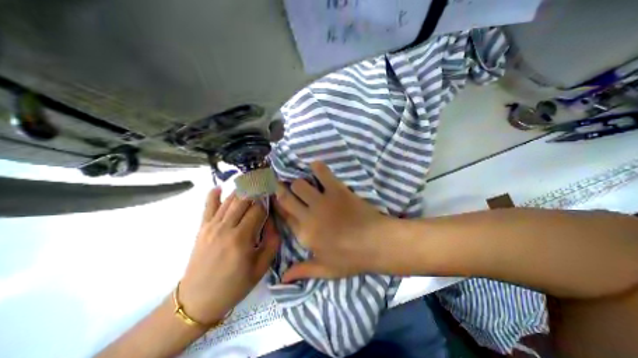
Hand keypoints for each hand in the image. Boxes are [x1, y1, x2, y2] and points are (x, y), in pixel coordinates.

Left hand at [178, 190, 279, 324]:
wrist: (197, 301)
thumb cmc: (234, 286)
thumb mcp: (261, 268)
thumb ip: (271, 243)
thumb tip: (273, 222)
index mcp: (241, 238)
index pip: (258, 210)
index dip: (267, 202)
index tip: (273, 198)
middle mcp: (226, 228)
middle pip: (243, 200)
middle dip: (256, 190)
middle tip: (265, 185)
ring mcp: (211, 226)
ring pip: (229, 200)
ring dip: (241, 190)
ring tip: (251, 183)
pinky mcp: (202, 229)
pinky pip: (208, 207)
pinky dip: (213, 195)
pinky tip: (219, 188)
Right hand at [276, 162, 393, 281]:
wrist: (377, 243)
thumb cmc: (351, 258)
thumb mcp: (326, 270)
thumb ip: (302, 271)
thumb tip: (281, 280)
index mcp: (304, 234)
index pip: (283, 216)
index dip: (278, 205)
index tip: (276, 199)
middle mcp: (308, 216)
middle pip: (286, 197)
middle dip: (280, 189)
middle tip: (281, 184)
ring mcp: (322, 201)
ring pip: (299, 184)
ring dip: (299, 182)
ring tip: (304, 183)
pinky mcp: (337, 190)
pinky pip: (322, 173)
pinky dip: (317, 167)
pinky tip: (316, 167)